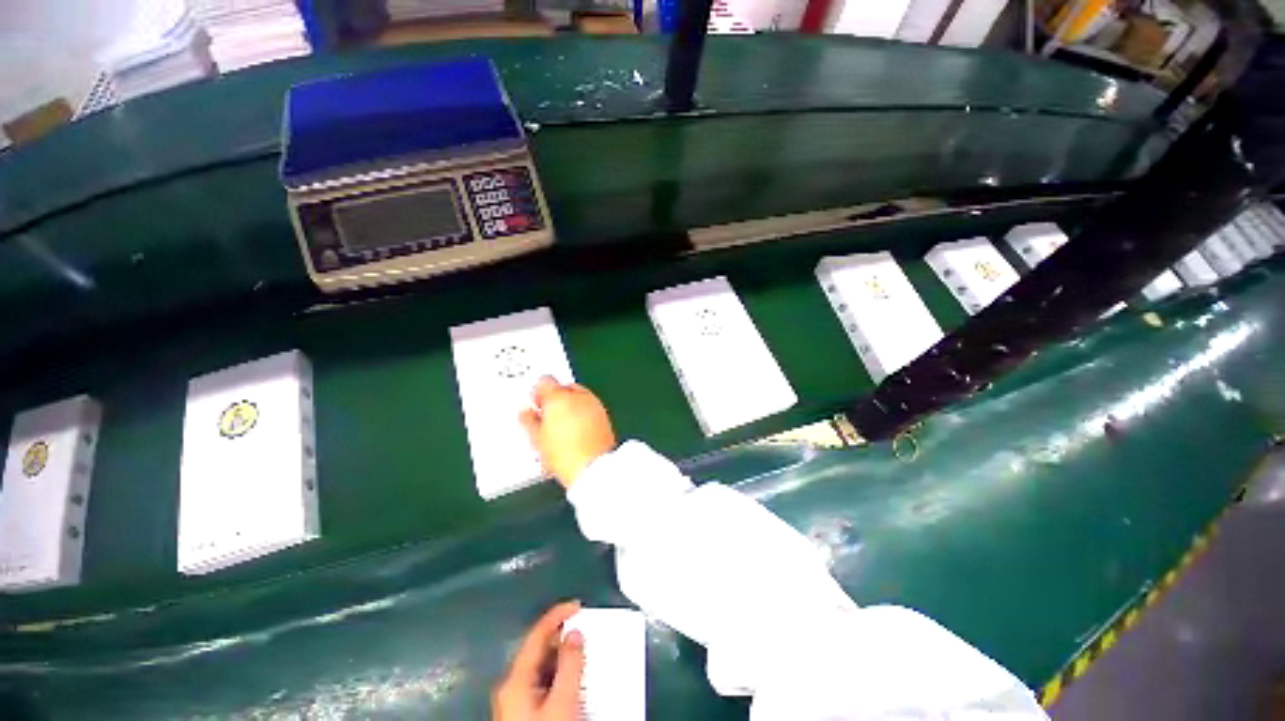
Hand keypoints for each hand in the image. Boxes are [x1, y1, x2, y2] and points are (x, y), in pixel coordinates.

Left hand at [492, 601, 585, 720]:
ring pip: (542, 668)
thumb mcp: (562, 703)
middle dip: (563, 638)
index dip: (557, 615)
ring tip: (585, 655)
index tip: (578, 605)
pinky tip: (574, 681)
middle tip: (586, 632)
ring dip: (563, 659)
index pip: (536, 634)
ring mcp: (516, 701)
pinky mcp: (523, 715)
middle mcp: (511, 686)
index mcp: (515, 678)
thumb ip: (569, 665)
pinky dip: (560, 676)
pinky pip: (543, 684)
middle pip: (539, 650)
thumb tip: (575, 633)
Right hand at [519, 377, 616, 487]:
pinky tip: (575, 431)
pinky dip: (582, 413)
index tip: (535, 405)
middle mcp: (578, 395)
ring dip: (569, 405)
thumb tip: (526, 413)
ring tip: (561, 427)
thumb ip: (529, 421)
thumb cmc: (565, 454)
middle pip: (562, 388)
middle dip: (554, 399)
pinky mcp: (603, 415)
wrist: (593, 467)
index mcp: (558, 397)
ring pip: (577, 397)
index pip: (543, 382)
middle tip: (547, 418)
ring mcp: (593, 404)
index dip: (537, 393)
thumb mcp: (537, 440)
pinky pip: (589, 407)